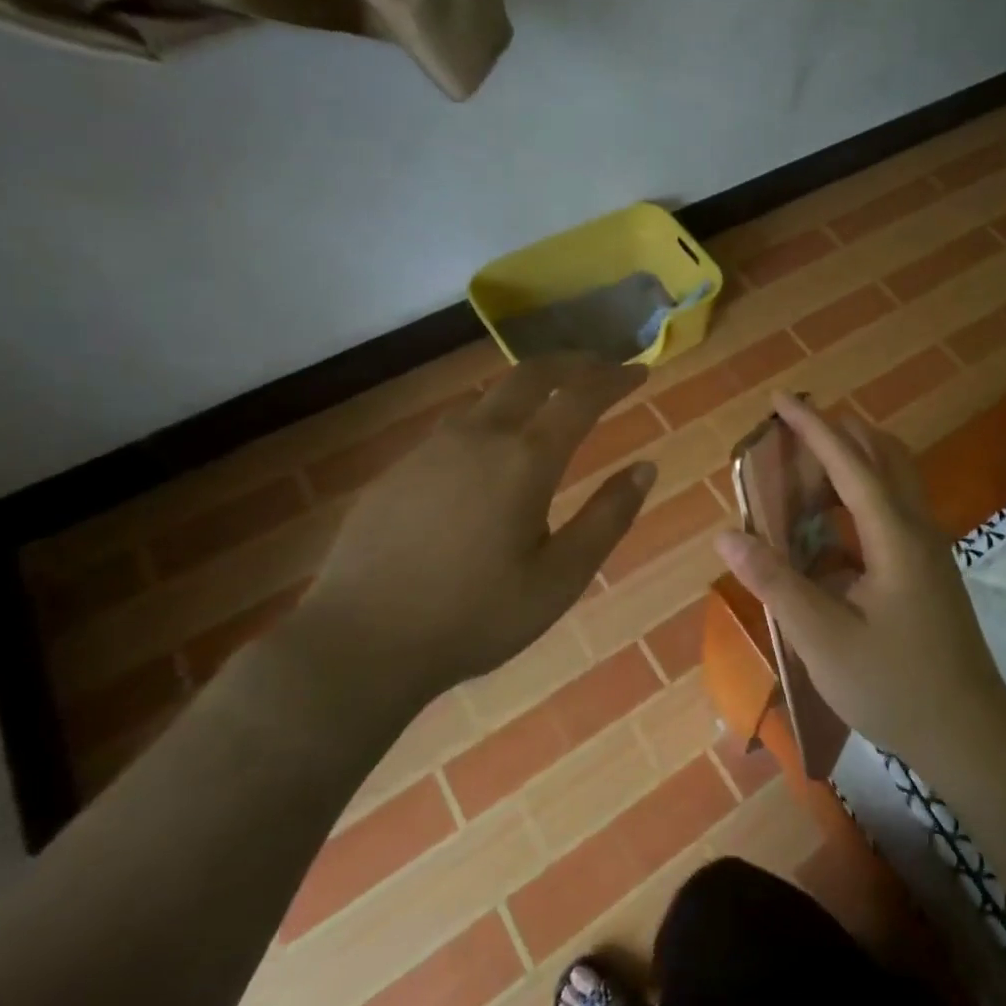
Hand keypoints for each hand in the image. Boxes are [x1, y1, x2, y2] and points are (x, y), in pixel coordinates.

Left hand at [276, 355, 655, 732]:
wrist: (359, 643)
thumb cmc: (475, 616)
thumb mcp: (560, 578)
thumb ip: (608, 518)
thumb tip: (646, 467)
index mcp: (525, 460)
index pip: (580, 397)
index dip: (614, 378)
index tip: (638, 371)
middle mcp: (478, 436)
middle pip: (531, 374)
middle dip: (572, 363)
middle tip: (601, 367)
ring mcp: (431, 448)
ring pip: (489, 397)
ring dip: (529, 388)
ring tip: (553, 405)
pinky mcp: (399, 468)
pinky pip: (458, 426)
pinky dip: (493, 419)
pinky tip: (493, 454)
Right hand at [712, 393, 1005, 763]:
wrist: (969, 731)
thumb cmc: (894, 685)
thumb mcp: (823, 639)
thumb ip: (776, 583)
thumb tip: (727, 535)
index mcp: (895, 537)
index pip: (850, 464)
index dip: (814, 428)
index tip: (782, 398)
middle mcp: (917, 530)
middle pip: (883, 457)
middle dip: (839, 432)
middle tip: (795, 425)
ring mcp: (928, 550)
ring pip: (894, 481)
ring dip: (854, 461)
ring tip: (808, 465)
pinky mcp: (927, 570)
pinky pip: (893, 511)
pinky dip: (860, 498)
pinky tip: (831, 527)